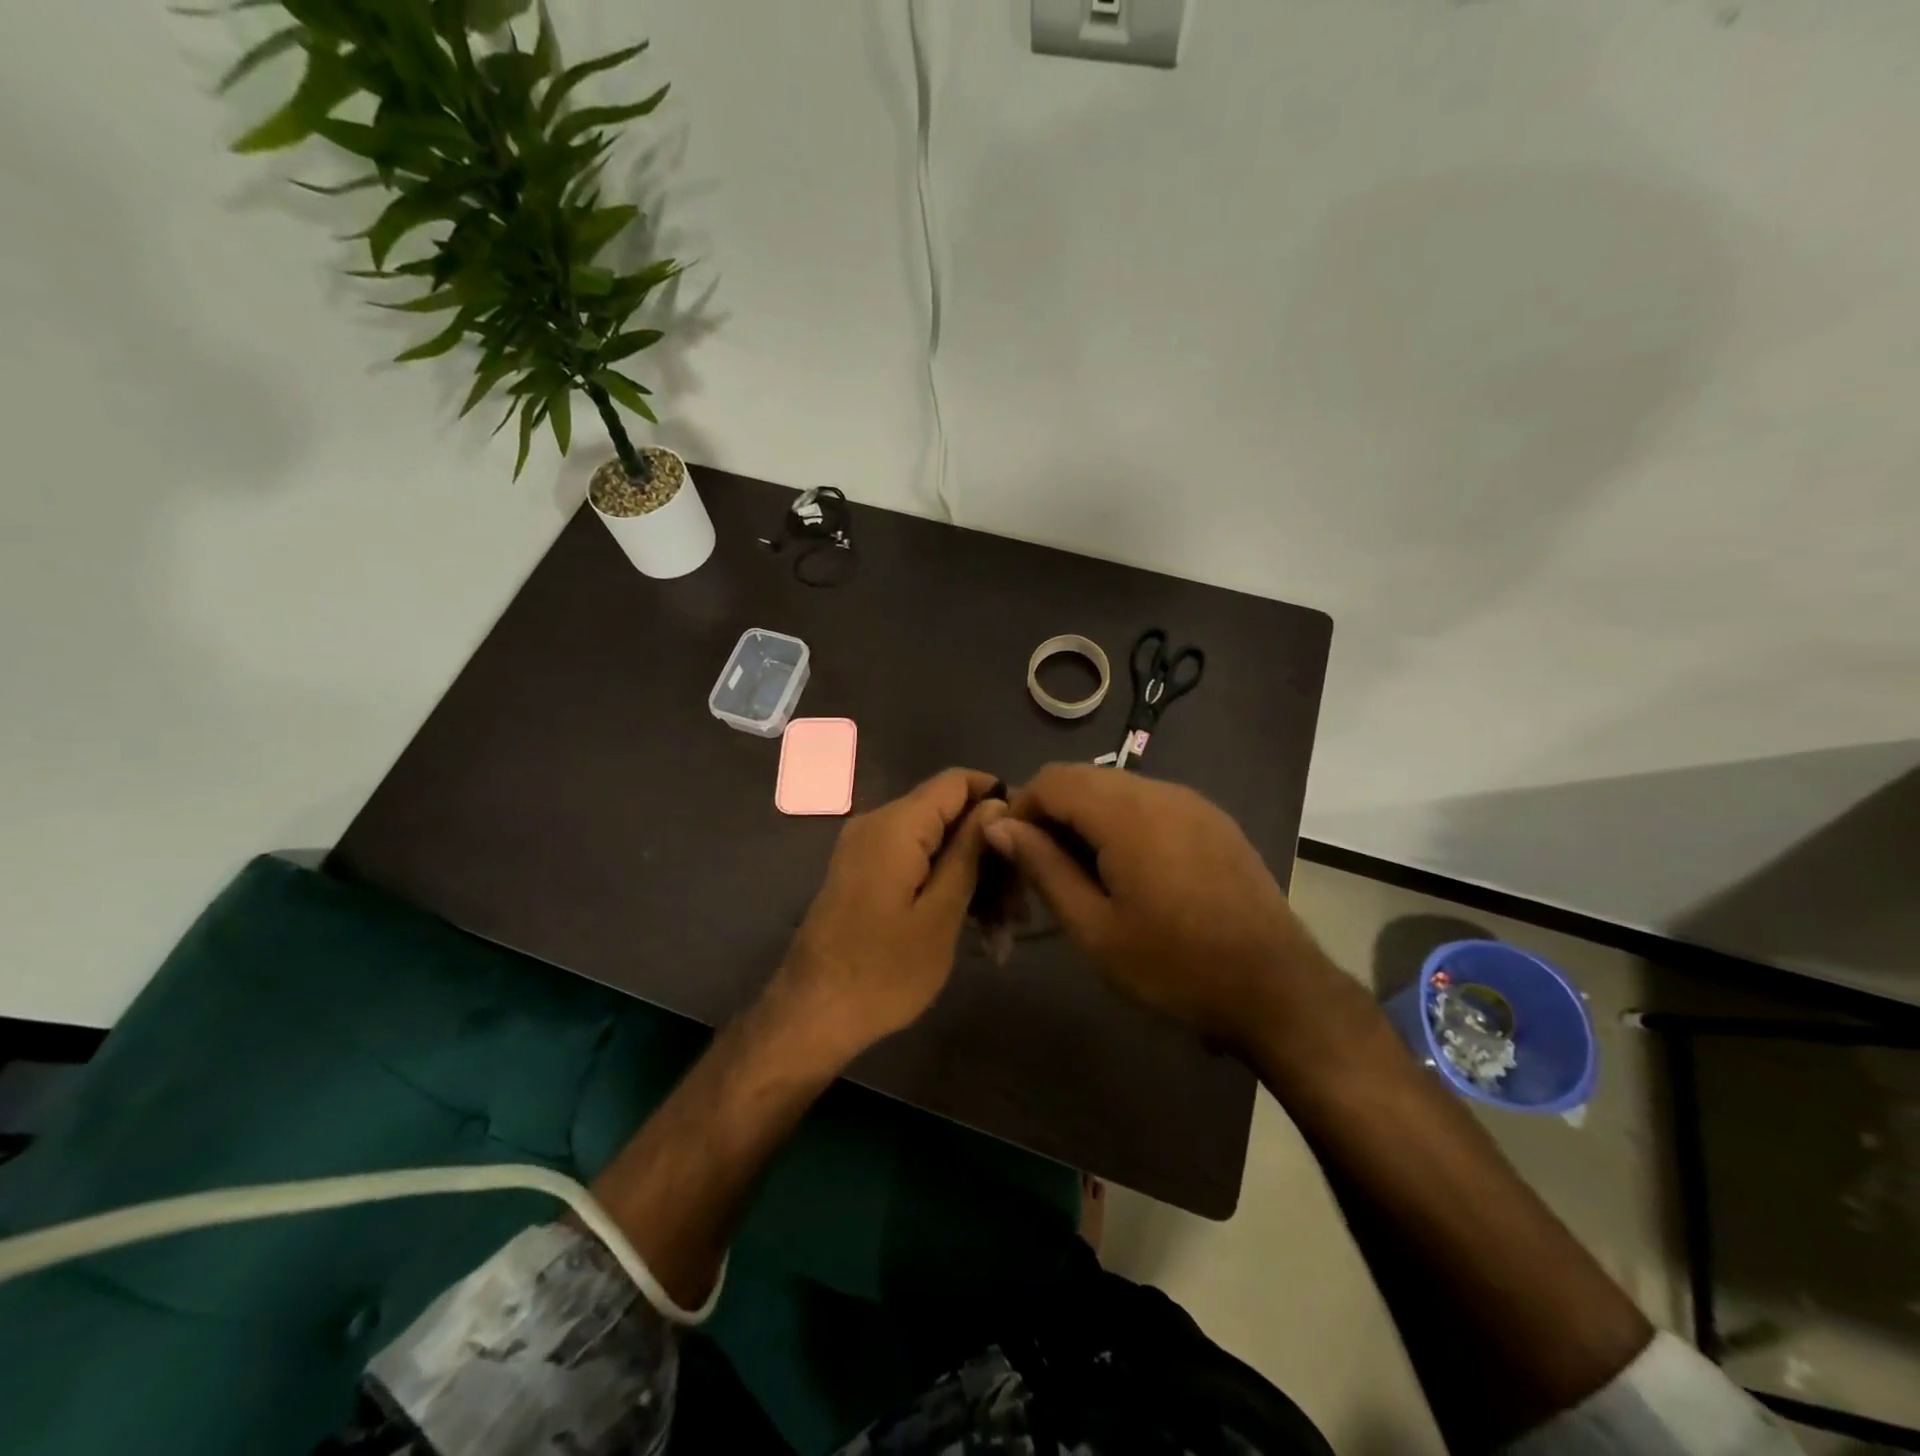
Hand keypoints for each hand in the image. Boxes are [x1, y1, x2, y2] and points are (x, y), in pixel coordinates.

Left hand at [774, 767, 1003, 1059]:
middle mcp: (878, 824)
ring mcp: (867, 851)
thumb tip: (995, 806)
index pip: (956, 781)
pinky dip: (944, 887)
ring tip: (1004, 929)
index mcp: (896, 825)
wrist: (811, 1016)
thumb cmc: (883, 971)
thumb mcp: (941, 914)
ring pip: (935, 844)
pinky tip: (975, 929)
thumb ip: (969, 853)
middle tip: (1022, 905)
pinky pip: (914, 864)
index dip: (998, 797)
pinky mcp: (864, 875)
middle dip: (989, 852)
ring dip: (972, 877)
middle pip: (948, 815)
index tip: (1031, 835)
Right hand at [984, 764, 1336, 1051]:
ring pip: (1117, 788)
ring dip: (1087, 818)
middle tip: (1043, 869)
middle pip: (1084, 778)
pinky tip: (1129, 870)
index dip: (1021, 809)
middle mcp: (1160, 791)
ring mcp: (1192, 802)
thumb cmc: (1174, 965)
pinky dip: (1122, 822)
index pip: (1052, 780)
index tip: (1014, 855)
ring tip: (1083, 873)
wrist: (1276, 987)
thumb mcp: (1094, 928)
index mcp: (1126, 813)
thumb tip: (1000, 825)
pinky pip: (1150, 802)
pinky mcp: (1213, 819)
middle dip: (1052, 813)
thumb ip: (1043, 867)